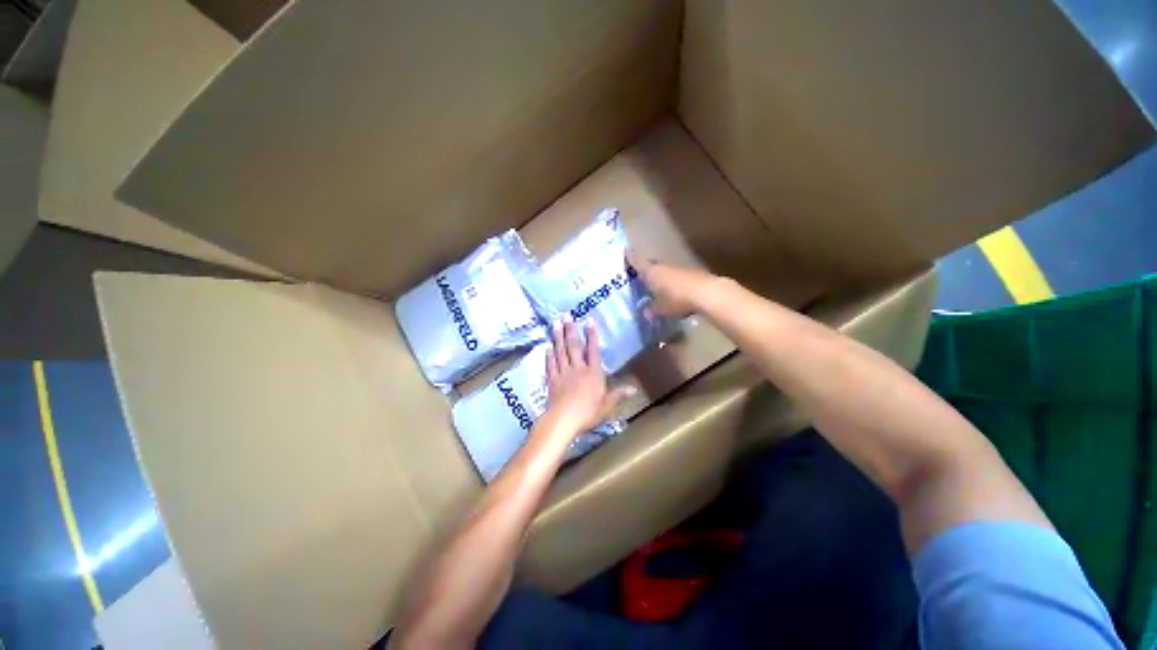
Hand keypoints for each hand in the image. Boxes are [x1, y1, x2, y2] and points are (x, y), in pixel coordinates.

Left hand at [542, 320, 632, 440]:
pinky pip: (550, 364)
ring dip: (558, 336)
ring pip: (560, 351)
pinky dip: (549, 354)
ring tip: (555, 323)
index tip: (589, 320)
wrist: (563, 421)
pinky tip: (547, 345)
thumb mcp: (607, 405)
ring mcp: (563, 373)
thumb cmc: (588, 413)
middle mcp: (577, 368)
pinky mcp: (552, 379)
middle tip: (566, 315)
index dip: (592, 335)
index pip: (593, 350)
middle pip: (574, 346)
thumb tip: (634, 388)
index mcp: (592, 373)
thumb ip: (618, 394)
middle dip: (570, 329)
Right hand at [627, 251, 720, 318]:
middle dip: (645, 270)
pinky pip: (675, 277)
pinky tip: (671, 292)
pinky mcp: (691, 274)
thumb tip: (646, 311)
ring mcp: (678, 269)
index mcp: (651, 272)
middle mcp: (663, 267)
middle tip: (637, 275)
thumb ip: (652, 310)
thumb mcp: (661, 309)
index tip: (624, 251)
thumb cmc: (677, 299)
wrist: (707, 293)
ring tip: (654, 286)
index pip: (637, 262)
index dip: (630, 258)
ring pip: (664, 271)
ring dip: (659, 277)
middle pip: (651, 266)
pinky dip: (671, 283)